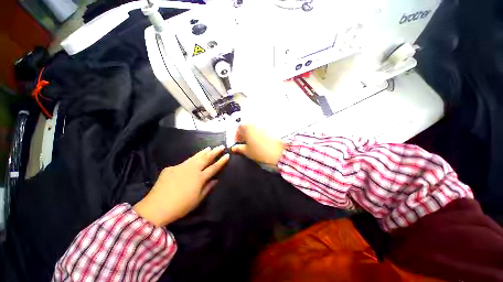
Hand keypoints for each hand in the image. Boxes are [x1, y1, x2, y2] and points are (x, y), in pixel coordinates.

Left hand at [134, 146, 228, 226]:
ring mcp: (181, 167)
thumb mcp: (197, 199)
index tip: (227, 155)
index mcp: (199, 178)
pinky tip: (192, 160)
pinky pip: (183, 163)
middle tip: (221, 146)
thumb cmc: (181, 206)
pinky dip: (191, 160)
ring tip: (209, 147)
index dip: (221, 161)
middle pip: (206, 158)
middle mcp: (192, 169)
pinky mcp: (171, 168)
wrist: (156, 207)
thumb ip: (208, 188)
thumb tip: (216, 180)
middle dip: (215, 152)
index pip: (214, 167)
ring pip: (195, 157)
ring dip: (203, 152)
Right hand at [231, 125, 284, 165]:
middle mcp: (255, 123)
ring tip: (253, 144)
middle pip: (247, 127)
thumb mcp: (247, 151)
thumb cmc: (261, 151)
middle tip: (245, 144)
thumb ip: (239, 148)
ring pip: (254, 128)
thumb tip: (234, 148)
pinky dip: (259, 135)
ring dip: (252, 134)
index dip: (237, 136)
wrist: (279, 152)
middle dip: (244, 135)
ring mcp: (263, 125)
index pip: (238, 128)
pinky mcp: (270, 128)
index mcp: (247, 127)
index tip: (238, 143)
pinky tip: (261, 142)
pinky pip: (261, 130)